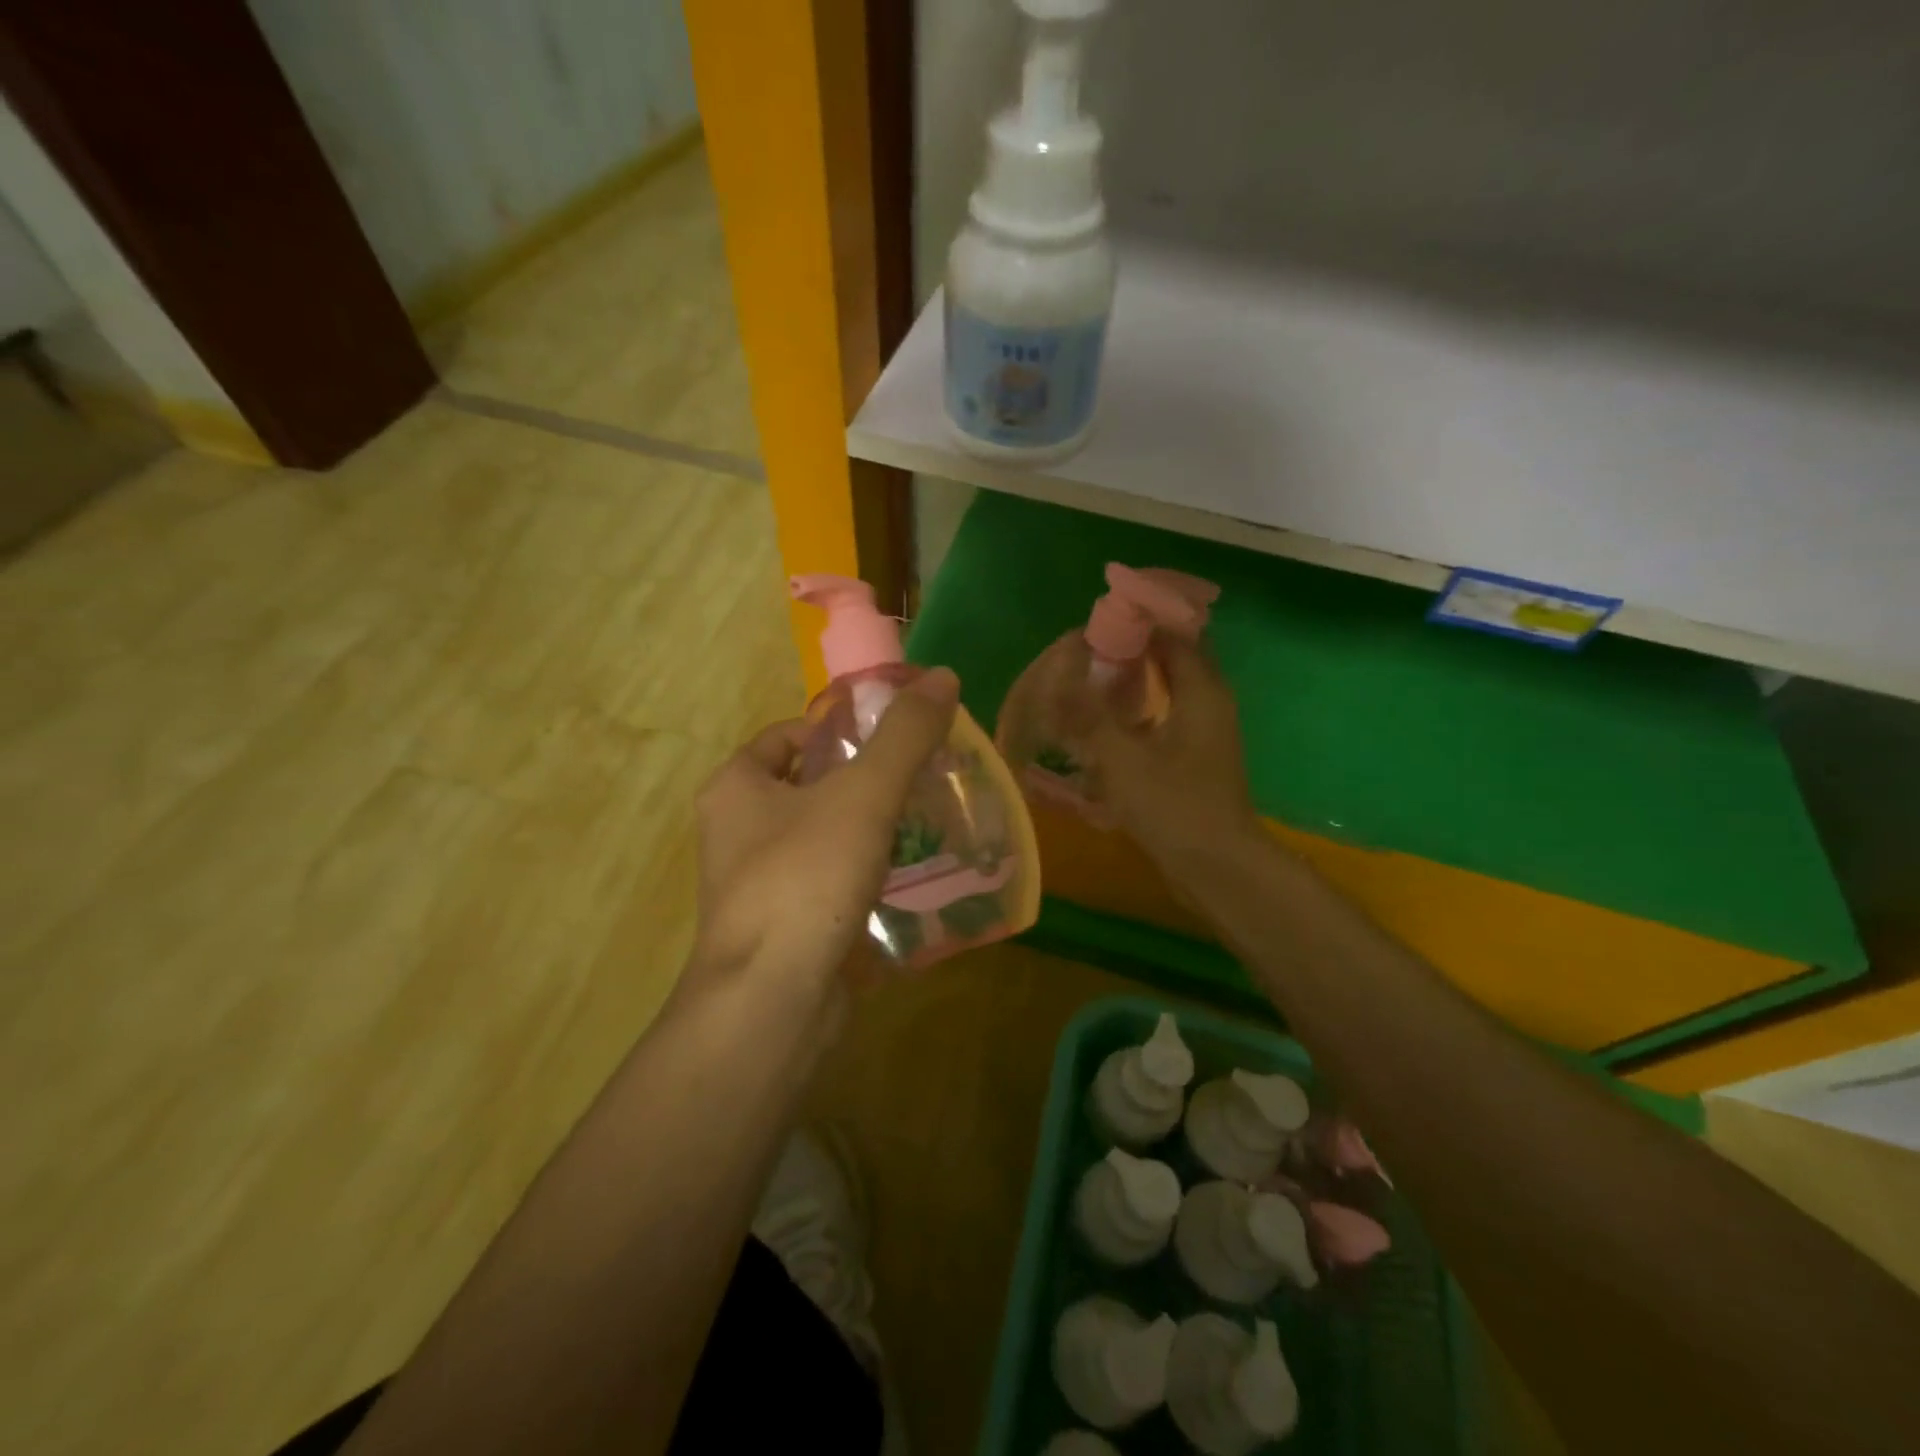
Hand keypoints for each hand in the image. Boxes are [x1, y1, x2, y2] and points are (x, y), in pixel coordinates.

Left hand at [688, 668, 960, 1019]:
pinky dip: (867, 878)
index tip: (892, 739)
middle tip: (921, 781)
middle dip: (865, 782)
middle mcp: (738, 832)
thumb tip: (943, 677)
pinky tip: (913, 883)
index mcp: (738, 788)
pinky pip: (831, 885)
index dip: (839, 729)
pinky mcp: (786, 928)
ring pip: (825, 839)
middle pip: (811, 787)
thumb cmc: (806, 879)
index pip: (789, 736)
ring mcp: (760, 884)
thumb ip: (905, 736)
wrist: (772, 1003)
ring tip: (928, 826)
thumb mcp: (863, 795)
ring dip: (871, 832)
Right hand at [1071, 634, 1261, 880]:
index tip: (1096, 623)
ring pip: (1166, 690)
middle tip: (1083, 655)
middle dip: (1129, 651)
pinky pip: (1162, 720)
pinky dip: (1135, 714)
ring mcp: (1202, 733)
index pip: (1174, 632)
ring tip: (1086, 684)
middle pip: (1170, 658)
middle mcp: (1208, 703)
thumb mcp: (1123, 759)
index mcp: (1202, 690)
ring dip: (1131, 683)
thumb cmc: (1175, 807)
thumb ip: (1087, 716)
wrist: (1217, 869)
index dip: (1138, 621)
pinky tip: (1102, 727)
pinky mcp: (1192, 759)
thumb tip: (1056, 676)